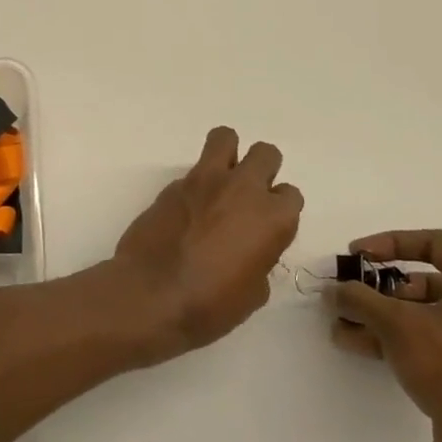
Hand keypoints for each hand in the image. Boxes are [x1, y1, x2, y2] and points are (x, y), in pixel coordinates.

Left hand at [107, 126, 303, 365]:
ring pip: (225, 137)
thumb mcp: (253, 292)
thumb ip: (259, 258)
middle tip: (247, 197)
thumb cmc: (210, 304)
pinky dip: (195, 184)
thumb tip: (248, 248)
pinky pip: (193, 170)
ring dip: (228, 154)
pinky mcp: (173, 184)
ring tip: (219, 182)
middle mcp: (243, 189)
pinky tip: (186, 211)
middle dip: (261, 170)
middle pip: (265, 154)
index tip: (266, 227)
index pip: (290, 195)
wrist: (151, 294)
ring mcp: (205, 180)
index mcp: (272, 218)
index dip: (279, 210)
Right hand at [327, 229, 441, 441]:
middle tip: (349, 299)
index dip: (389, 243)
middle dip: (381, 291)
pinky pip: (441, 347)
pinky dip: (405, 343)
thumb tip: (334, 290)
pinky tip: (365, 349)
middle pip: (429, 284)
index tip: (356, 256)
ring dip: (385, 320)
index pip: (434, 243)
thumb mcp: (395, 323)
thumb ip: (359, 298)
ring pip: (431, 318)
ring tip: (345, 329)